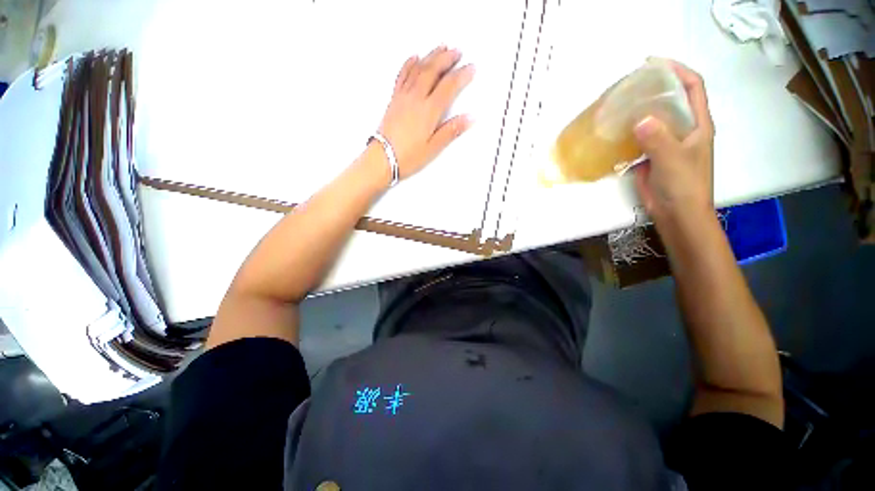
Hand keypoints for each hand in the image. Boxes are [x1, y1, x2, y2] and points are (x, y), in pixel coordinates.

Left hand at [375, 46, 474, 179]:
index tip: (471, 68)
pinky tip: (414, 57)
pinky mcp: (394, 99)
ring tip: (441, 47)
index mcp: (428, 111)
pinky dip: (409, 63)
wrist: (382, 158)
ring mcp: (403, 97)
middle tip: (458, 52)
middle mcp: (416, 99)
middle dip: (447, 58)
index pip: (449, 86)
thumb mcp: (433, 148)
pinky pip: (402, 75)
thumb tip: (469, 118)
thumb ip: (451, 131)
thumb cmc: (407, 156)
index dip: (462, 75)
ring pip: (418, 68)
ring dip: (431, 56)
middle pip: (433, 71)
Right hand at [633, 59, 714, 224]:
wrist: (676, 213)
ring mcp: (667, 143)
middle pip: (672, 100)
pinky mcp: (651, 156)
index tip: (654, 64)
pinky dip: (628, 132)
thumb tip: (639, 120)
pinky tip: (615, 131)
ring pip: (654, 119)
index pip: (693, 87)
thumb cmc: (684, 186)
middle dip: (654, 88)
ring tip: (618, 105)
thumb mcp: (674, 160)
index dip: (677, 70)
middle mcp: (684, 129)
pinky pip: (640, 138)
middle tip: (629, 85)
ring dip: (638, 110)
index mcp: (698, 124)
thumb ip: (659, 139)